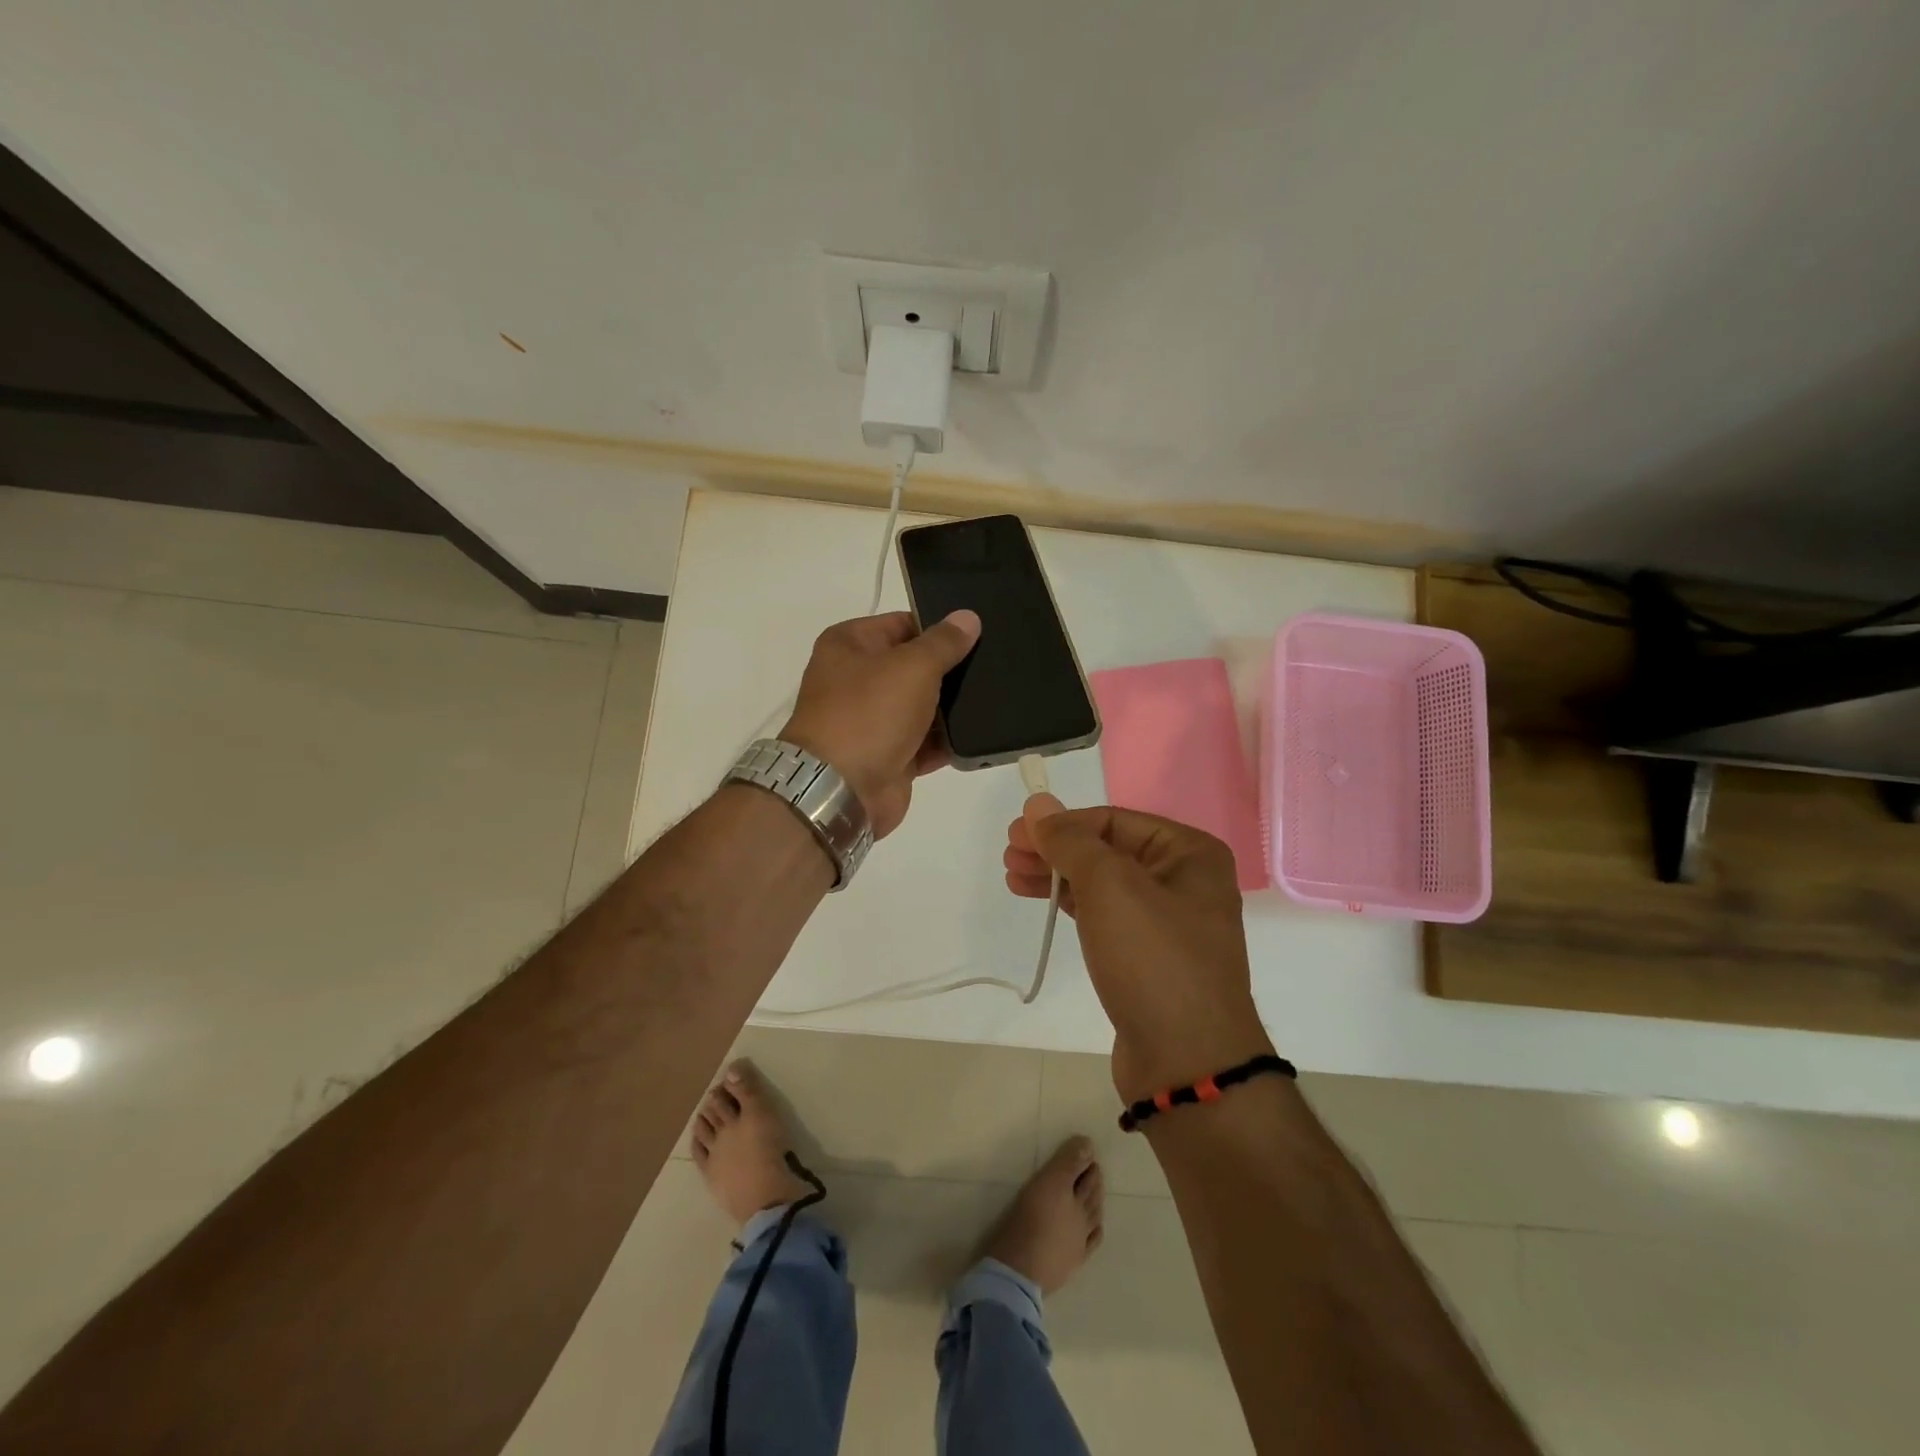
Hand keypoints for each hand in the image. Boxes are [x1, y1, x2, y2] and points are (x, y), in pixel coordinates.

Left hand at [780, 609, 980, 839]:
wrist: (842, 790)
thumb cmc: (869, 713)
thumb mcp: (912, 667)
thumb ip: (944, 642)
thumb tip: (968, 617)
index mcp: (849, 645)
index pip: (901, 624)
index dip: (938, 627)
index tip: (977, 633)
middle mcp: (856, 680)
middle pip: (913, 666)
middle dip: (949, 669)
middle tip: (994, 664)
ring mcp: (872, 721)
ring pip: (922, 707)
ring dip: (952, 708)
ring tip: (997, 698)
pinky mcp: (889, 757)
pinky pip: (926, 743)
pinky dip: (948, 742)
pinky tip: (981, 735)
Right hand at [1004, 796, 1273, 1101]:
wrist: (1186, 1062)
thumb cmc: (1152, 958)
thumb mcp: (1109, 886)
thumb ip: (1070, 840)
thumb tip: (1038, 804)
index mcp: (1189, 853)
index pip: (1113, 821)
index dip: (1062, 824)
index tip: (1017, 834)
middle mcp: (1185, 880)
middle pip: (1107, 850)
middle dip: (1056, 849)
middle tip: (1010, 854)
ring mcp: (1168, 922)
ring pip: (1103, 884)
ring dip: (1058, 875)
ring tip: (1013, 876)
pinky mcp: (1149, 957)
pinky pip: (1105, 916)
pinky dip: (1072, 905)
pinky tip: (1041, 900)